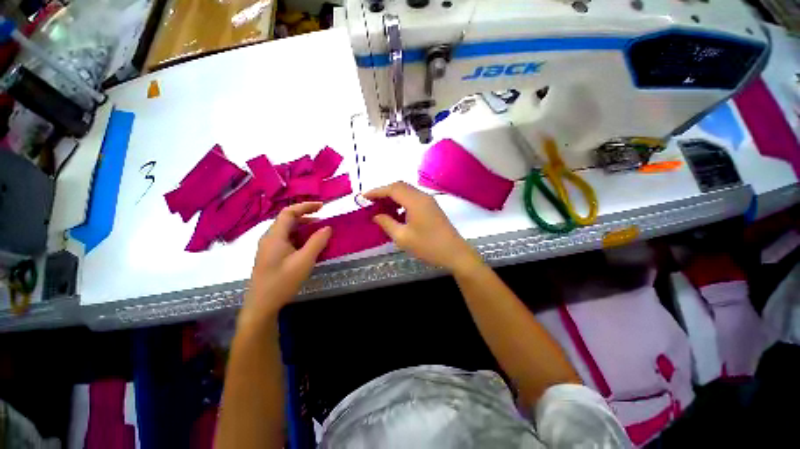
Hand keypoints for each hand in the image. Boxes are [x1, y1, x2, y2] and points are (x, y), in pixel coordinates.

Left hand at [241, 202, 331, 326]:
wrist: (261, 306)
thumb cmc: (282, 282)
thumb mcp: (304, 261)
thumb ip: (317, 242)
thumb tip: (327, 227)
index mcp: (275, 236)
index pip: (289, 212)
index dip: (305, 206)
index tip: (322, 206)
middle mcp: (269, 238)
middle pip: (287, 220)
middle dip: (306, 216)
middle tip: (323, 219)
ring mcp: (269, 248)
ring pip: (287, 230)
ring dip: (303, 228)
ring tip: (319, 232)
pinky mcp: (271, 256)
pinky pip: (286, 240)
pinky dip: (299, 237)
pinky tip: (308, 246)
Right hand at [365, 182, 482, 274]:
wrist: (455, 253)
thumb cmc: (428, 246)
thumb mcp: (403, 237)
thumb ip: (387, 223)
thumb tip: (376, 216)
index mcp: (415, 201)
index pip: (392, 189)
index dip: (376, 191)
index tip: (363, 196)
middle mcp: (422, 196)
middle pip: (400, 187)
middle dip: (384, 192)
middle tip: (371, 202)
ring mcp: (429, 201)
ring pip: (407, 192)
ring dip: (393, 196)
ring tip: (382, 207)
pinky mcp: (432, 207)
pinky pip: (413, 198)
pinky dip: (402, 201)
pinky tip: (397, 213)